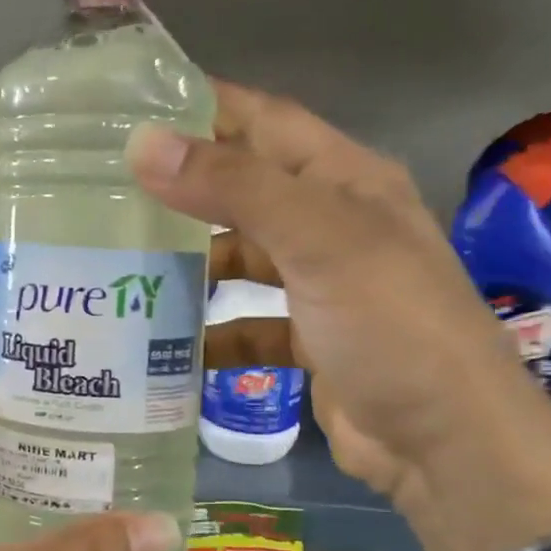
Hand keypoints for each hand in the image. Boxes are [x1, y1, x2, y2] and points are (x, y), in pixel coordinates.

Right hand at [129, 81, 550, 550]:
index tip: (129, 108)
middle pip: (243, 190)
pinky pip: (245, 323)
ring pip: (240, 257)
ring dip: (190, 262)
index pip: (263, 120)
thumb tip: (144, 144)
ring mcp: (320, 284)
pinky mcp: (308, 338)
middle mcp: (331, 223)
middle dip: (181, 189)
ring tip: (119, 264)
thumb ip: (235, 188)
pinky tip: (164, 344)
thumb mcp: (319, 241)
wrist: (447, 444)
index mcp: (344, 180)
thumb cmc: (392, 325)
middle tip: (104, 191)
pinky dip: (210, 332)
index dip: (202, 106)